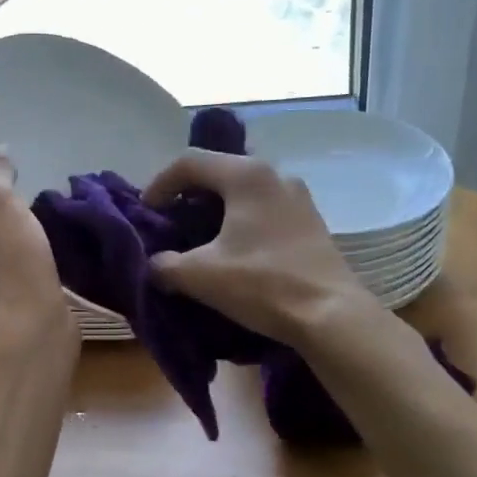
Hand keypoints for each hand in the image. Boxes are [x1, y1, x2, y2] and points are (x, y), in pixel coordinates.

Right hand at [142, 150, 376, 346]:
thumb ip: (164, 264)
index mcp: (247, 175)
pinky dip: (239, 222)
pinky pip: (264, 210)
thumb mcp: (200, 276)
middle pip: (218, 172)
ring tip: (197, 240)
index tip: (145, 213)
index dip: (159, 184)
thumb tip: (154, 264)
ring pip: (243, 192)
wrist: (331, 315)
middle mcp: (276, 175)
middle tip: (168, 224)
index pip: (190, 162)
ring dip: (214, 211)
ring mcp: (298, 197)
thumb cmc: (262, 284)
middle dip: (187, 196)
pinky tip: (232, 252)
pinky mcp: (311, 222)